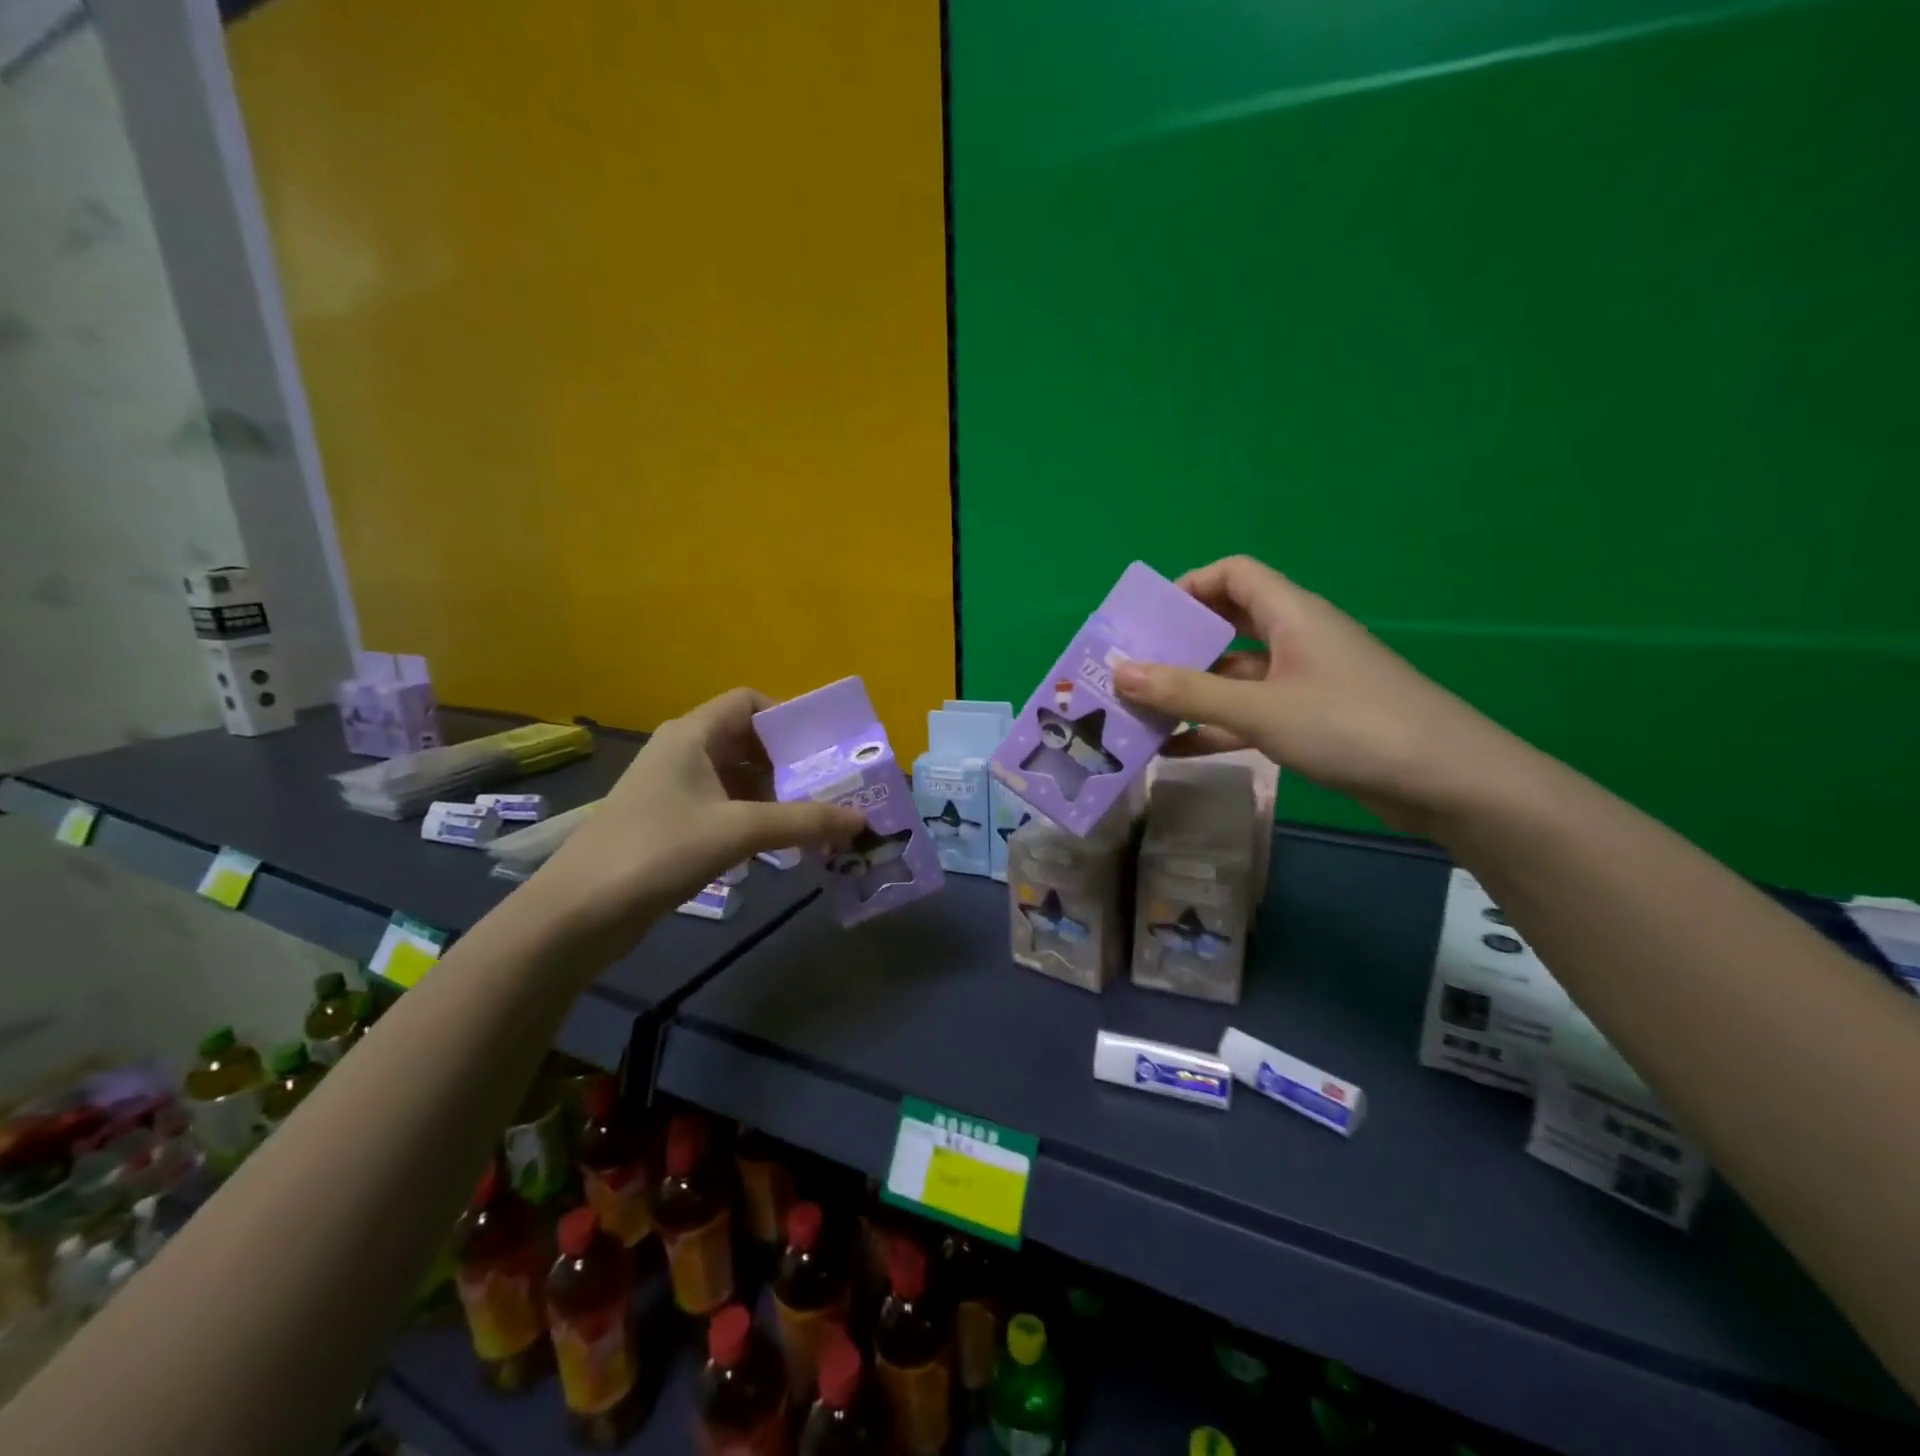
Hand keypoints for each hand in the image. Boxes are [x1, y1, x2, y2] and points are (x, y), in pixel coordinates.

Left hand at [530, 688, 863, 953]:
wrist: (578, 913)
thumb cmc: (658, 851)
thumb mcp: (739, 831)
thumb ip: (803, 821)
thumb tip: (861, 819)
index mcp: (693, 734)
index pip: (749, 701)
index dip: (789, 717)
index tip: (825, 747)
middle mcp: (684, 753)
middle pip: (749, 741)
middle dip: (792, 763)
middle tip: (835, 787)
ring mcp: (675, 790)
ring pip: (739, 778)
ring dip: (778, 796)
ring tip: (819, 819)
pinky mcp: (672, 824)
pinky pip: (726, 808)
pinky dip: (756, 820)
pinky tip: (782, 846)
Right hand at [1113, 556, 1518, 832]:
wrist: (1447, 782)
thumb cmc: (1350, 726)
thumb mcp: (1259, 709)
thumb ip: (1187, 692)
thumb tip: (1120, 671)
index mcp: (1291, 615)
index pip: (1233, 574)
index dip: (1189, 586)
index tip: (1148, 619)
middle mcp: (1296, 639)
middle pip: (1228, 625)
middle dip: (1179, 645)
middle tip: (1132, 669)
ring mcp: (1305, 682)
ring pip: (1235, 675)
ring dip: (1192, 692)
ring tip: (1140, 713)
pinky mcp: (1311, 720)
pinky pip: (1251, 713)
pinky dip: (1215, 726)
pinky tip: (1175, 750)